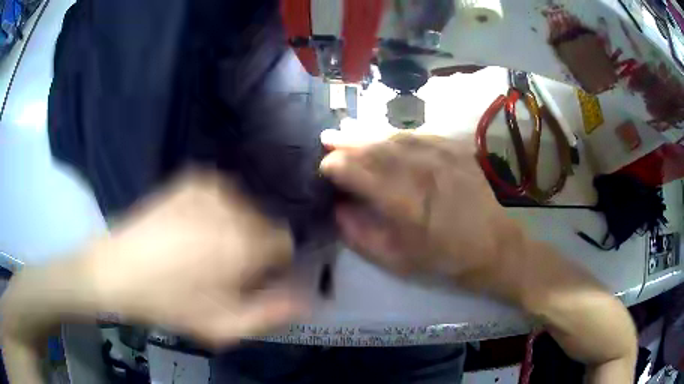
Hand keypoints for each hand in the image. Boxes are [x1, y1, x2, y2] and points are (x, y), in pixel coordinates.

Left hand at [2, 171, 304, 350]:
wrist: (117, 271)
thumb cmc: (170, 303)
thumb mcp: (224, 325)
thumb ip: (271, 312)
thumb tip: (308, 298)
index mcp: (244, 243)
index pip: (284, 242)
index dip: (272, 263)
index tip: (252, 277)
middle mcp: (232, 206)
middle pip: (263, 222)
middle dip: (253, 245)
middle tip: (223, 268)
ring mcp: (208, 187)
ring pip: (242, 207)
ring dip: (233, 227)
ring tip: (204, 249)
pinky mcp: (189, 180)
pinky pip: (220, 194)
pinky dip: (216, 209)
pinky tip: (193, 227)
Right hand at [320, 130, 524, 288]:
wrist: (494, 246)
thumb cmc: (445, 259)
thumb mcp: (397, 260)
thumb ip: (361, 234)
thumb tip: (337, 208)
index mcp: (406, 202)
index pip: (359, 172)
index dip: (335, 165)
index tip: (322, 167)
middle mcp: (423, 171)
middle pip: (375, 148)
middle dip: (346, 142)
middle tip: (325, 138)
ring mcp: (443, 156)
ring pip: (395, 136)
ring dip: (368, 134)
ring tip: (348, 131)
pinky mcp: (456, 150)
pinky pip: (420, 135)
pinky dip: (397, 135)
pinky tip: (386, 137)